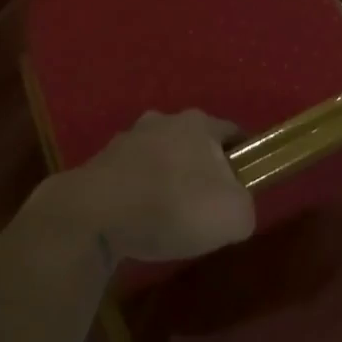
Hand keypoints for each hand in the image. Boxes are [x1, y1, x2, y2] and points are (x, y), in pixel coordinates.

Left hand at [63, 110, 254, 263]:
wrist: (96, 216)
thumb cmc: (175, 206)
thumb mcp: (234, 216)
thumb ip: (245, 207)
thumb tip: (236, 208)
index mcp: (199, 124)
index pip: (232, 132)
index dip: (244, 157)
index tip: (246, 182)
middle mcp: (163, 121)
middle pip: (193, 142)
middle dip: (201, 167)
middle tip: (207, 202)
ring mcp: (127, 139)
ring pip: (159, 156)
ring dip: (166, 178)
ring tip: (169, 216)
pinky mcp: (99, 163)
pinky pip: (131, 176)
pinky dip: (138, 193)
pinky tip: (138, 220)